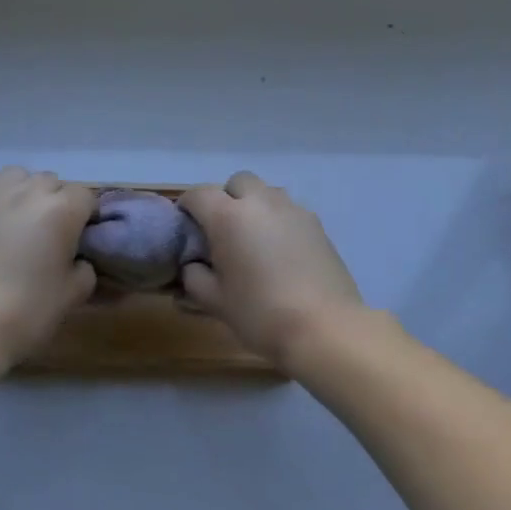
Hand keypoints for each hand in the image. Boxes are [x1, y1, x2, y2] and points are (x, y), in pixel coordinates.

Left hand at [0, 167, 97, 367]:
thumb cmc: (26, 313)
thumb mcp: (72, 295)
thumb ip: (84, 269)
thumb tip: (78, 260)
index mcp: (61, 210)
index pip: (86, 196)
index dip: (85, 217)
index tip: (79, 239)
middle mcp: (27, 191)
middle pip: (51, 182)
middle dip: (54, 203)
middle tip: (47, 235)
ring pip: (15, 176)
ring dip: (21, 192)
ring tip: (14, 220)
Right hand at [179, 172, 368, 367]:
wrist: (324, 327)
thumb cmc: (260, 313)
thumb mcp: (215, 301)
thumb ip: (195, 278)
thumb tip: (193, 266)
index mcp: (229, 217)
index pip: (199, 194)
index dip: (187, 206)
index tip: (186, 225)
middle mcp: (261, 202)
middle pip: (237, 182)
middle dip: (226, 198)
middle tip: (223, 230)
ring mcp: (293, 210)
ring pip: (266, 193)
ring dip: (254, 206)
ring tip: (254, 240)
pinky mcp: (316, 224)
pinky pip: (289, 211)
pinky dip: (278, 221)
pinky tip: (280, 252)